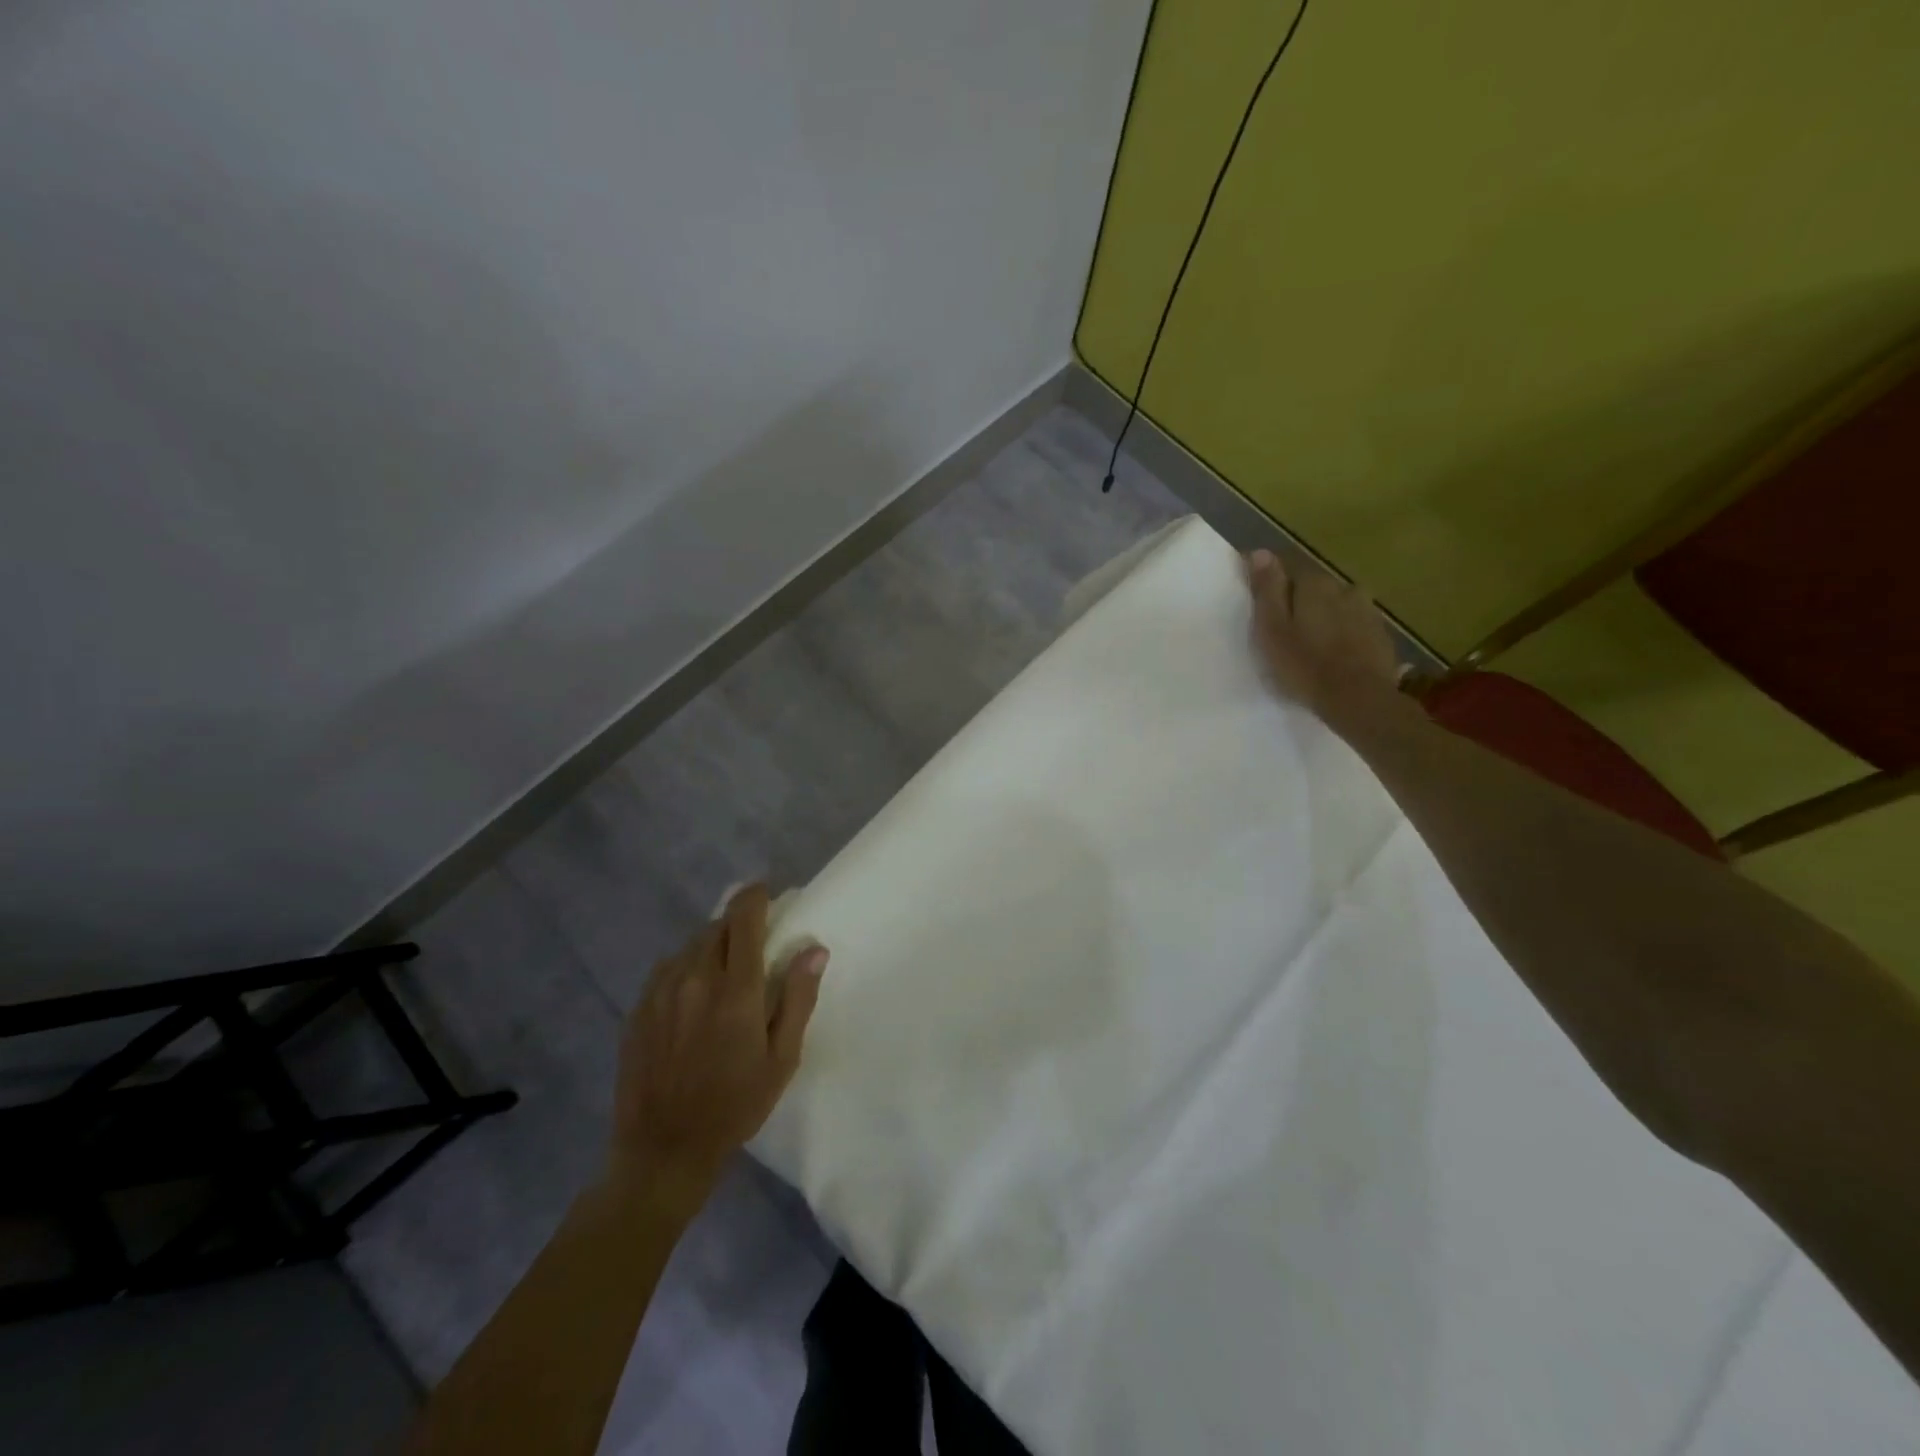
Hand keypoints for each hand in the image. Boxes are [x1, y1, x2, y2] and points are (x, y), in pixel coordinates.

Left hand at [609, 884, 826, 1218]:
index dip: (755, 895)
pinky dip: (686, 967)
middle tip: (754, 940)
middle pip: (717, 926)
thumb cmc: (735, 1106)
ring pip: (691, 945)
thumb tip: (814, 949)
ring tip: (724, 970)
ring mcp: (659, 992)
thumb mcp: (781, 1059)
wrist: (662, 1151)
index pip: (744, 917)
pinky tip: (693, 995)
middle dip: (738, 923)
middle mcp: (694, 978)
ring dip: (712, 945)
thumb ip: (797, 998)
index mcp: (734, 988)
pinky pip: (667, 968)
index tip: (766, 892)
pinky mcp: (638, 1009)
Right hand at [1245, 549, 1403, 729]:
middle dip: (1299, 598)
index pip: (1288, 567)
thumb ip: (1267, 590)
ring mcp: (1367, 610)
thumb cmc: (1305, 665)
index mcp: (1314, 584)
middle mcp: (1344, 587)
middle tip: (1282, 626)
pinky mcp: (1380, 634)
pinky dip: (1342, 631)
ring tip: (1310, 640)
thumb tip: (1260, 552)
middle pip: (1315, 585)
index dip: (1272, 580)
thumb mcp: (1272, 629)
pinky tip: (1334, 652)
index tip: (1258, 598)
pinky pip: (1354, 623)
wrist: (1359, 699)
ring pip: (1337, 603)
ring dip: (1324, 614)